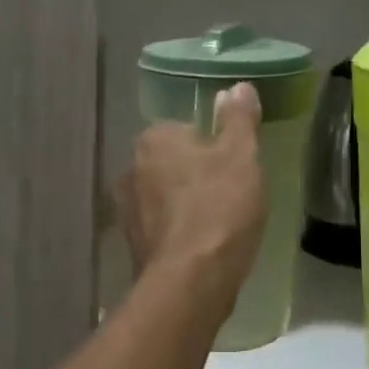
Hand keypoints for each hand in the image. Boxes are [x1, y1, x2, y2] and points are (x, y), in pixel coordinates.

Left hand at [121, 83, 267, 307]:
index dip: (214, 147)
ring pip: (167, 196)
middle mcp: (131, 169)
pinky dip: (181, 233)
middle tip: (232, 195)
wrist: (191, 281)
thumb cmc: (219, 208)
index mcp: (153, 140)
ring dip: (188, 205)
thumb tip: (237, 86)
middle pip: (174, 163)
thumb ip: (238, 119)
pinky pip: (163, 228)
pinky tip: (204, 247)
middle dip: (198, 175)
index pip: (186, 129)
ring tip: (221, 224)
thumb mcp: (241, 156)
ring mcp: (128, 210)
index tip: (234, 168)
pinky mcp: (133, 245)